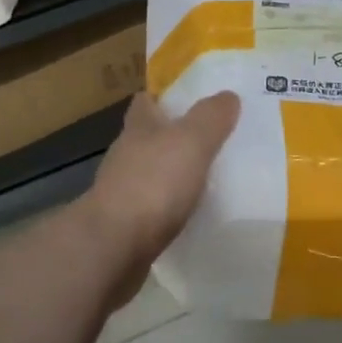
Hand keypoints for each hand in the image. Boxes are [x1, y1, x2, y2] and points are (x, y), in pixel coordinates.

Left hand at [76, 90, 240, 295]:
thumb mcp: (191, 141)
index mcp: (139, 127)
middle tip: (214, 137)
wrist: (113, 247)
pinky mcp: (127, 225)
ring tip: (211, 176)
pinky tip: (194, 212)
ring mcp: (124, 191)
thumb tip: (228, 95)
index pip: (146, 100)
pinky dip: (172, 206)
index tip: (192, 98)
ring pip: (153, 173)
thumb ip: (210, 117)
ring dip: (175, 173)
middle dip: (176, 135)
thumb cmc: (152, 184)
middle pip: (150, 137)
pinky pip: (155, 207)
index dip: (165, 96)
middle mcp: (127, 155)